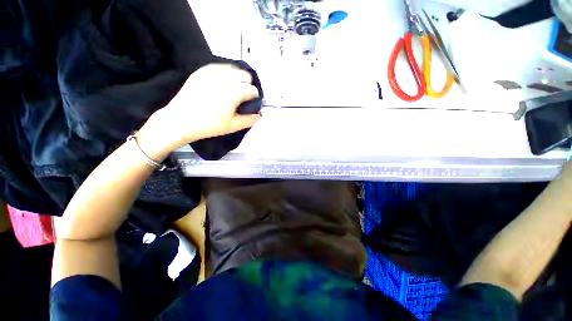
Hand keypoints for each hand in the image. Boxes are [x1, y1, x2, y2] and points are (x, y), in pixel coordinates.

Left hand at [137, 64, 260, 160]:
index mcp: (234, 92)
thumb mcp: (232, 126)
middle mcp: (225, 78)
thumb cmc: (208, 126)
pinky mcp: (201, 71)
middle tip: (242, 97)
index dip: (254, 98)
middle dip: (247, 85)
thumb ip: (249, 120)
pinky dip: (225, 73)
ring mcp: (211, 72)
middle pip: (245, 75)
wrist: (179, 121)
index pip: (252, 90)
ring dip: (237, 78)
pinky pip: (219, 66)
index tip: (249, 104)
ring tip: (233, 89)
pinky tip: (222, 83)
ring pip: (233, 68)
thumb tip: (258, 114)